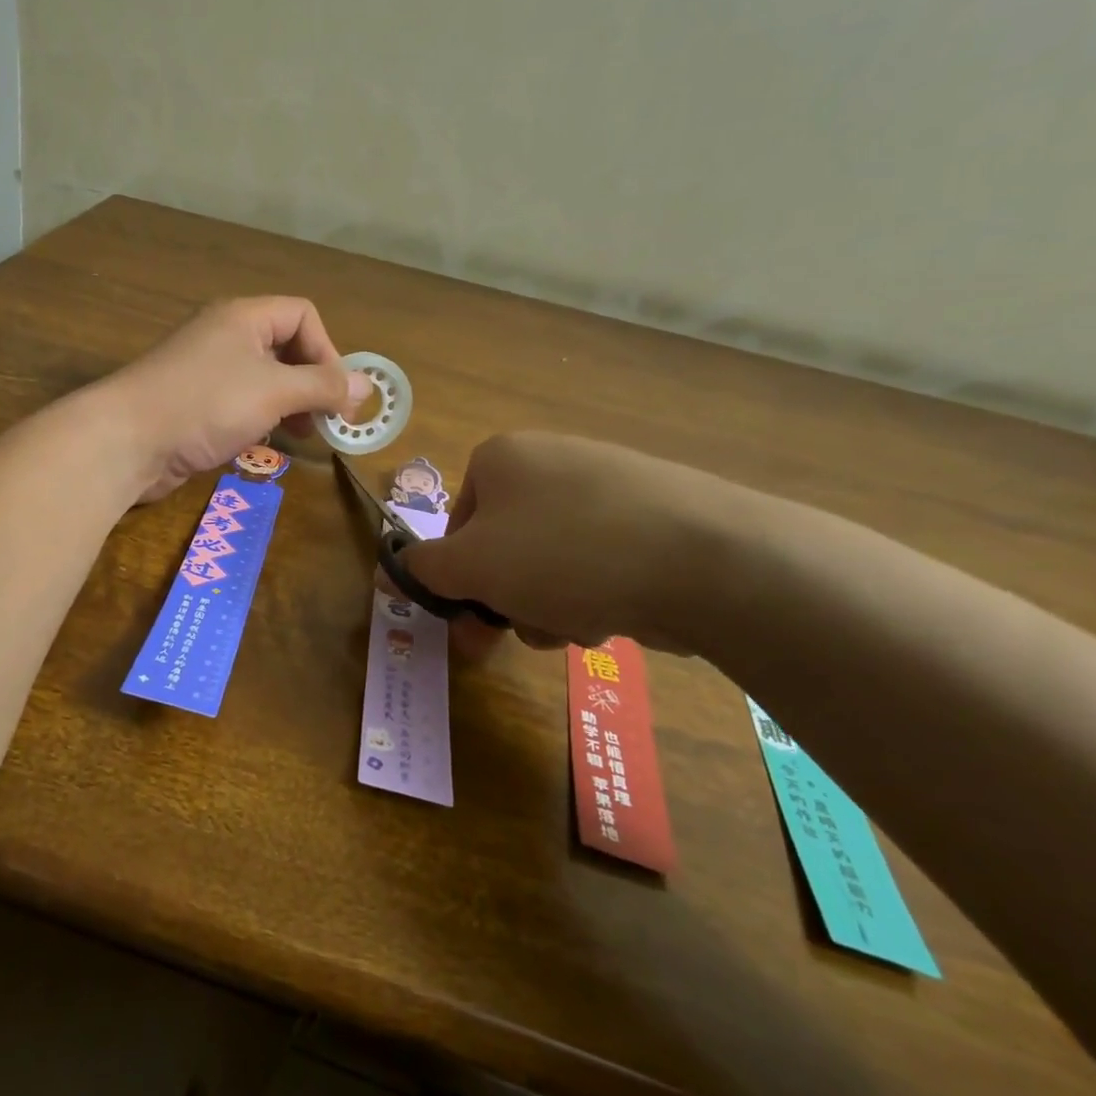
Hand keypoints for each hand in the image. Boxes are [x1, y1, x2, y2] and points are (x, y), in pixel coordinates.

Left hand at [104, 298, 370, 501]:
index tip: (336, 394)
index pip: (303, 315)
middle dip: (312, 382)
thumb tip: (367, 385)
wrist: (126, 440)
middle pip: (286, 348)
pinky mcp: (194, 405)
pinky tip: (265, 443)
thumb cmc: (205, 404)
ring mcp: (207, 372)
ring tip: (302, 435)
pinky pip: (241, 404)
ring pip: (264, 380)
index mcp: (244, 317)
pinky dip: (261, 420)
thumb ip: (322, 386)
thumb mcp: (274, 391)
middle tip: (328, 420)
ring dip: (290, 405)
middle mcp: (225, 336)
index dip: (327, 351)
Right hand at [397, 432, 755, 658]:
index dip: (458, 578)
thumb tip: (389, 570)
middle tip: (517, 637)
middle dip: (507, 599)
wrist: (706, 558)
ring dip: (549, 604)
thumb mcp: (473, 567)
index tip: (470, 621)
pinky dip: (594, 593)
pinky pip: (598, 561)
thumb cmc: (564, 554)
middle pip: (504, 546)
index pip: (456, 526)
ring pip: (550, 562)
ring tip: (576, 624)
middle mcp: (552, 460)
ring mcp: (607, 485)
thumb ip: (424, 569)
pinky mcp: (653, 516)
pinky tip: (614, 613)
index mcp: (502, 458)